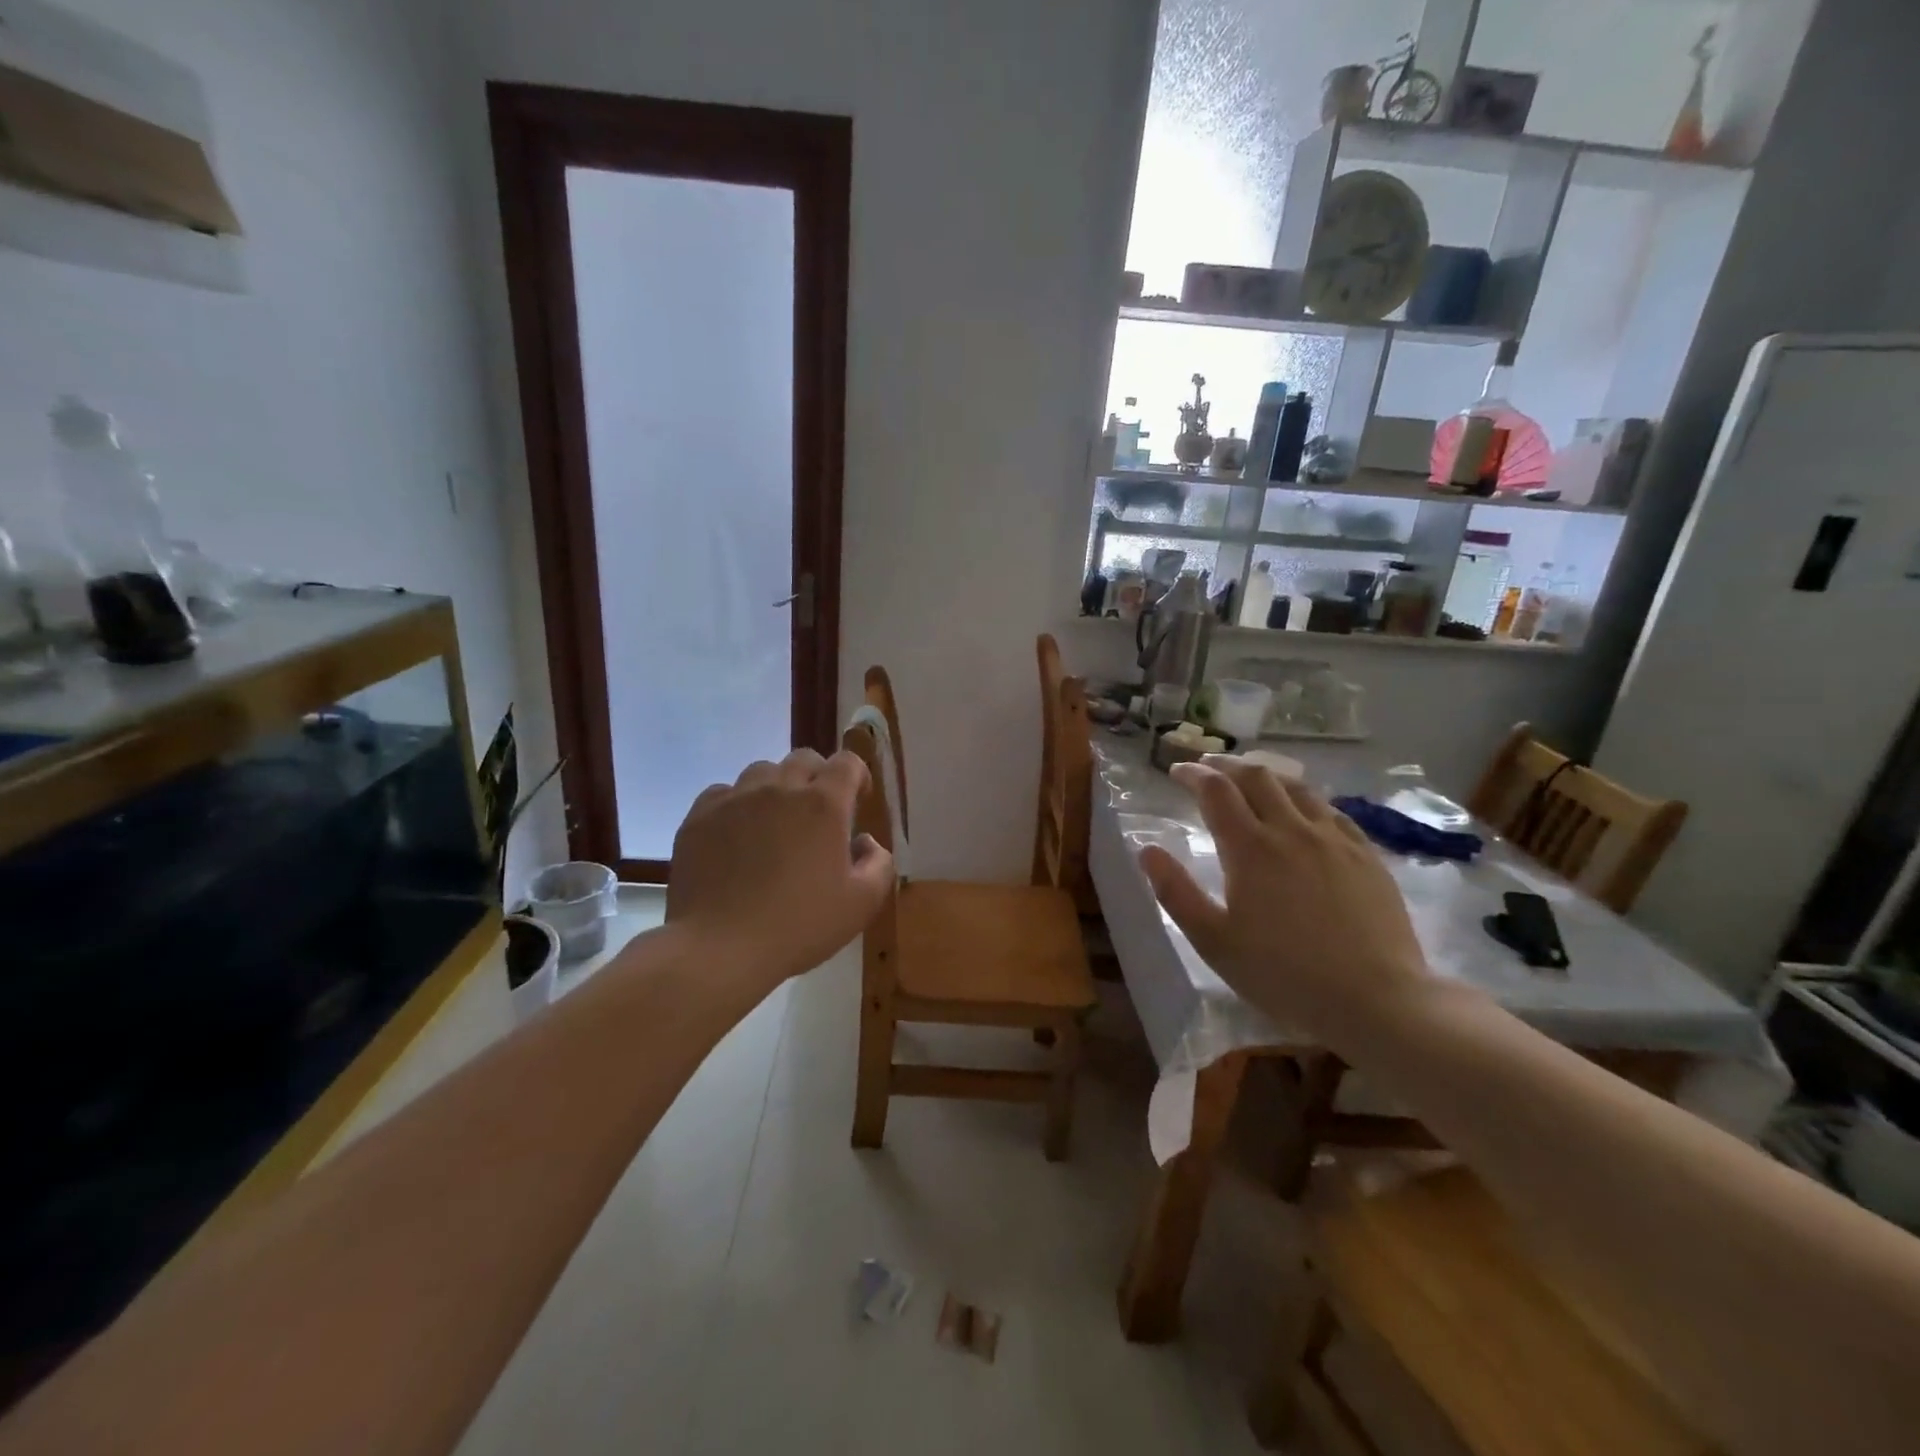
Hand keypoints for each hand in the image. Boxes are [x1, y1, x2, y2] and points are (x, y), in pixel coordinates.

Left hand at [667, 749, 894, 983]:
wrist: (720, 948)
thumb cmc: (799, 926)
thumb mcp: (862, 904)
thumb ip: (879, 864)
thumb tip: (865, 841)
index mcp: (824, 804)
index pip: (847, 762)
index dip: (857, 775)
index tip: (857, 800)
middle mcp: (780, 788)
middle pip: (804, 758)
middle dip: (818, 777)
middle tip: (817, 814)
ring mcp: (735, 799)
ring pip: (762, 771)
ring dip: (776, 788)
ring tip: (774, 823)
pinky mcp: (699, 816)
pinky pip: (723, 793)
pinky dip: (737, 805)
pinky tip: (737, 836)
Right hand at [1138, 758, 1429, 1046]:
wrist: (1376, 1000)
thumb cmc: (1283, 974)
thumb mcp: (1214, 941)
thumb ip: (1175, 892)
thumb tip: (1147, 850)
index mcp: (1250, 848)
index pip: (1215, 791)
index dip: (1192, 774)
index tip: (1177, 771)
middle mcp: (1291, 830)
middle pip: (1256, 777)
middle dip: (1226, 766)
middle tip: (1208, 768)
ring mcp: (1334, 839)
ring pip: (1297, 787)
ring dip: (1266, 775)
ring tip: (1251, 779)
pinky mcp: (1366, 855)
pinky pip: (1331, 811)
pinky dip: (1305, 799)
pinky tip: (1303, 812)